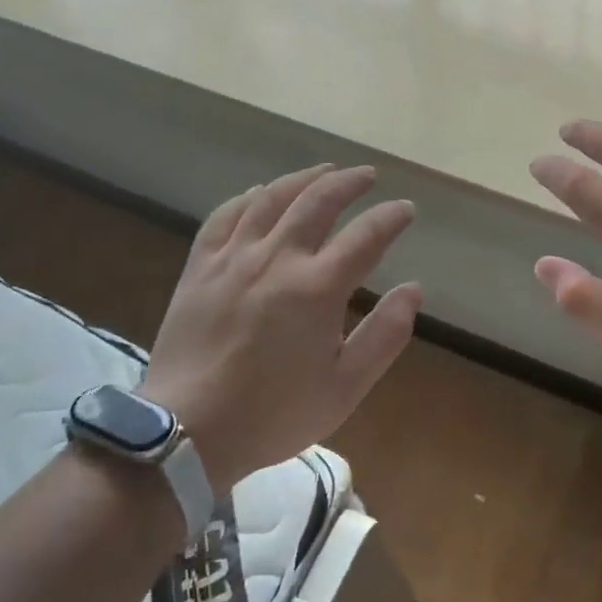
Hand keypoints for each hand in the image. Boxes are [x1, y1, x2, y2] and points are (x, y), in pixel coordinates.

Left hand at [139, 165, 420, 494]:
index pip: (366, 236)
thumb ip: (385, 334)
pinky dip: (248, 197)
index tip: (405, 209)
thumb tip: (414, 289)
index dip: (391, 217)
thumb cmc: (274, 413)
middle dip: (349, 183)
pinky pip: (225, 215)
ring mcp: (234, 257)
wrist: (188, 430)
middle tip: (368, 176)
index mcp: (317, 287)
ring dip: (303, 178)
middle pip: (318, 201)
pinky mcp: (201, 266)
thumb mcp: (345, 387)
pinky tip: (260, 193)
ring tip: (324, 171)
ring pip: (272, 198)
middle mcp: (277, 258)